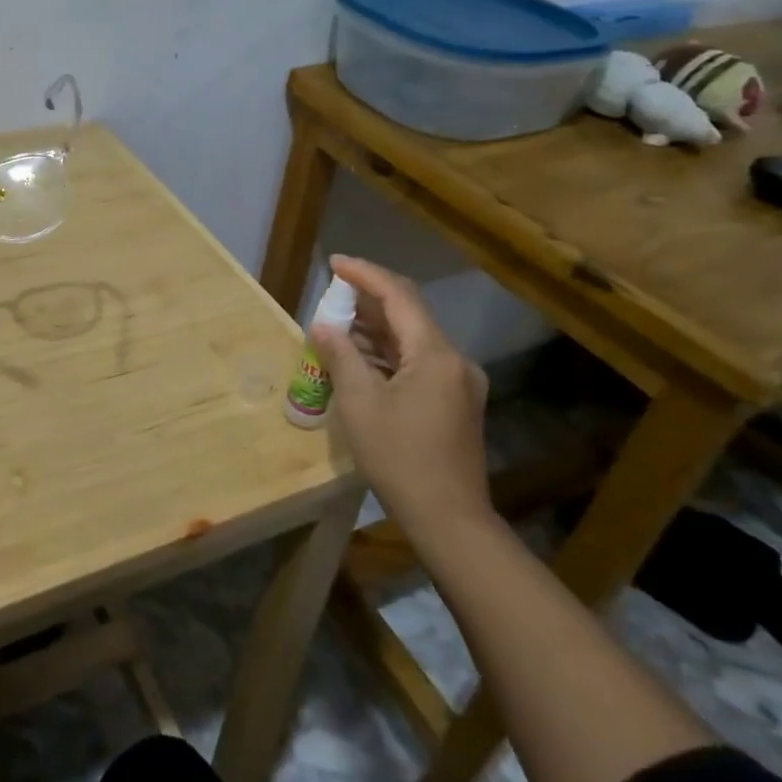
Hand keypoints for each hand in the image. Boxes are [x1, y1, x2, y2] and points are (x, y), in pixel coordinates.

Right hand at [310, 255, 492, 541]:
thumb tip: (323, 326)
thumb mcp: (359, 404)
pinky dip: (388, 354)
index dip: (365, 274)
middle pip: (409, 314)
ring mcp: (459, 382)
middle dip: (369, 300)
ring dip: (376, 329)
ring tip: (337, 326)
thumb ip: (341, 356)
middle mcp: (454, 360)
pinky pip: (419, 362)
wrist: (449, 519)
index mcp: (435, 354)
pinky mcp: (456, 402)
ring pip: (413, 339)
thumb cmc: (399, 458)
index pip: (399, 296)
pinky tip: (360, 360)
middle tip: (331, 294)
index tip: (334, 263)